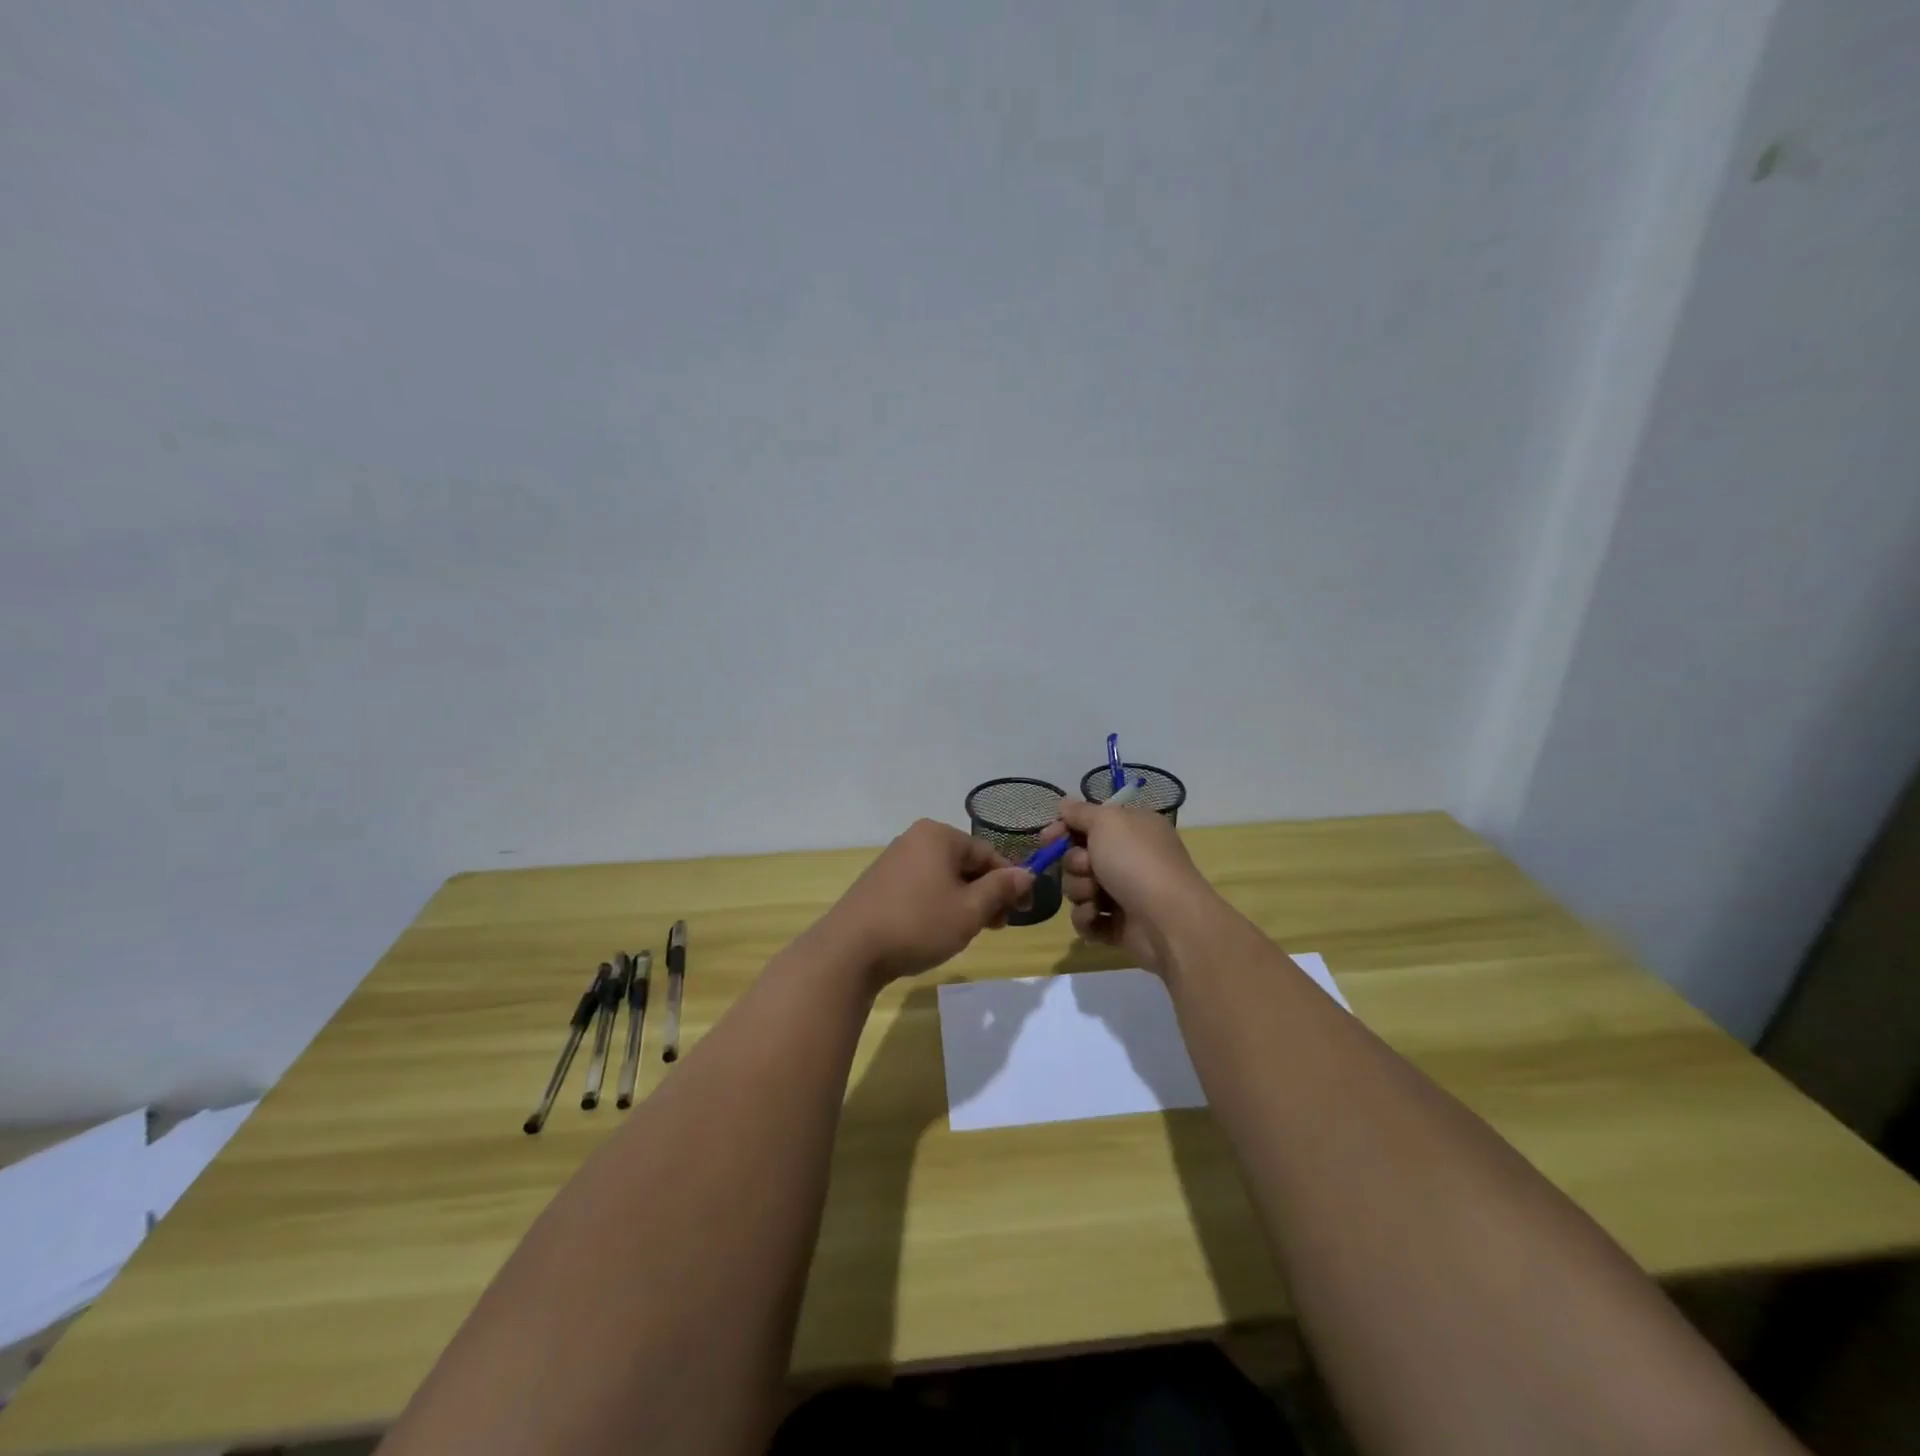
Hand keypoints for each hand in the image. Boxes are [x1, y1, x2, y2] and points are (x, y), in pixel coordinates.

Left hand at [815, 820, 1032, 988]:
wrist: (850, 951)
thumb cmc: (918, 924)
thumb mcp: (970, 910)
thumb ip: (1001, 889)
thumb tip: (1026, 874)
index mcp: (938, 835)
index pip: (988, 853)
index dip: (1011, 882)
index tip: (1025, 911)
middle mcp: (915, 839)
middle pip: (965, 863)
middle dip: (986, 893)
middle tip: (998, 926)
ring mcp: (893, 860)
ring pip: (944, 877)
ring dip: (964, 901)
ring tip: (969, 932)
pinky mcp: (879, 883)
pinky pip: (921, 887)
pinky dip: (938, 904)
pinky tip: (938, 930)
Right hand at [1042, 799, 1215, 974]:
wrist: (1167, 920)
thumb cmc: (1136, 861)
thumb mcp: (1106, 822)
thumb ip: (1080, 812)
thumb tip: (1064, 804)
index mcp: (1131, 828)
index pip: (1087, 823)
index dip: (1063, 829)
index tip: (1047, 838)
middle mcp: (1128, 857)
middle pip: (1077, 856)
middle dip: (1075, 864)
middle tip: (1088, 868)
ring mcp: (1123, 893)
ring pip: (1078, 888)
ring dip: (1081, 891)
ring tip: (1097, 898)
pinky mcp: (1118, 925)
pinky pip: (1087, 918)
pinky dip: (1088, 918)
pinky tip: (1098, 917)